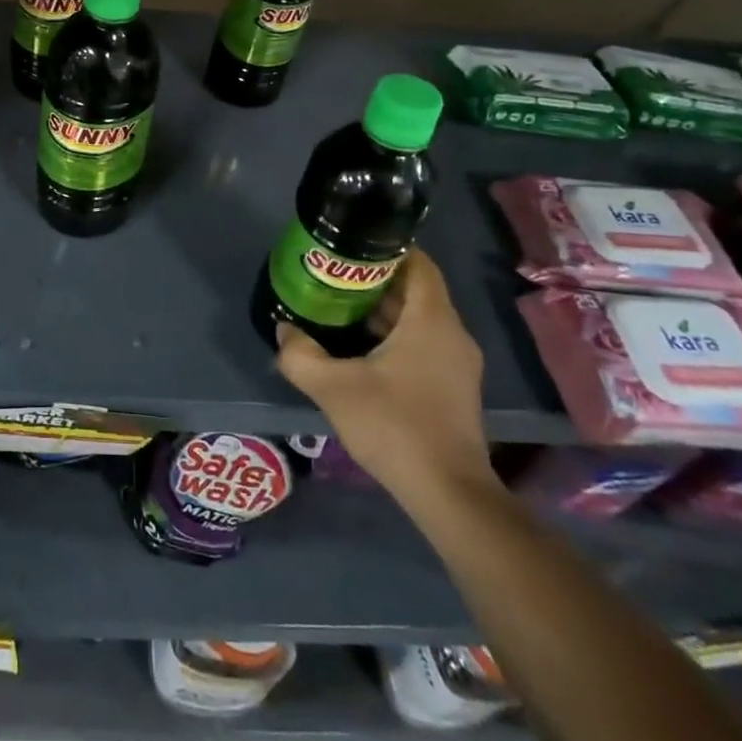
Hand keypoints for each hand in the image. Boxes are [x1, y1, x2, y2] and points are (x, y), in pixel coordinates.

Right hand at [276, 249, 492, 510]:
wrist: (448, 493)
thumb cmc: (394, 426)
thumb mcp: (333, 387)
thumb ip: (300, 354)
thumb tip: (284, 330)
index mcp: (431, 320)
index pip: (418, 263)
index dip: (386, 248)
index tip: (349, 247)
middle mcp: (452, 333)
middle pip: (415, 289)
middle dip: (375, 280)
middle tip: (332, 277)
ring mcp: (457, 363)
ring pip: (419, 318)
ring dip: (383, 310)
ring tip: (338, 308)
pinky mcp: (454, 387)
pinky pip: (423, 343)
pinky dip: (395, 336)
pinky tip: (360, 350)